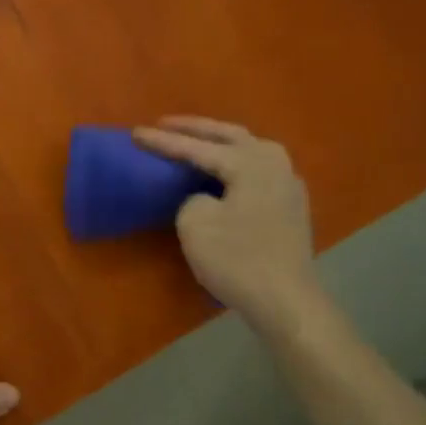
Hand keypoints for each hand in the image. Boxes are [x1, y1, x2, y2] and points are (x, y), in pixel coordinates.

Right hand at [133, 117, 318, 333]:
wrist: (285, 300)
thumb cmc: (237, 260)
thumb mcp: (196, 225)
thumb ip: (191, 198)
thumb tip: (204, 198)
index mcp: (250, 163)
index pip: (197, 148)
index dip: (163, 142)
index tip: (135, 132)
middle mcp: (274, 163)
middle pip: (229, 136)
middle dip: (195, 129)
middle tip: (165, 124)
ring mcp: (288, 183)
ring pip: (248, 148)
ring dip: (219, 141)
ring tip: (194, 140)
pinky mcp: (290, 205)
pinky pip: (257, 169)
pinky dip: (235, 161)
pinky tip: (225, 170)